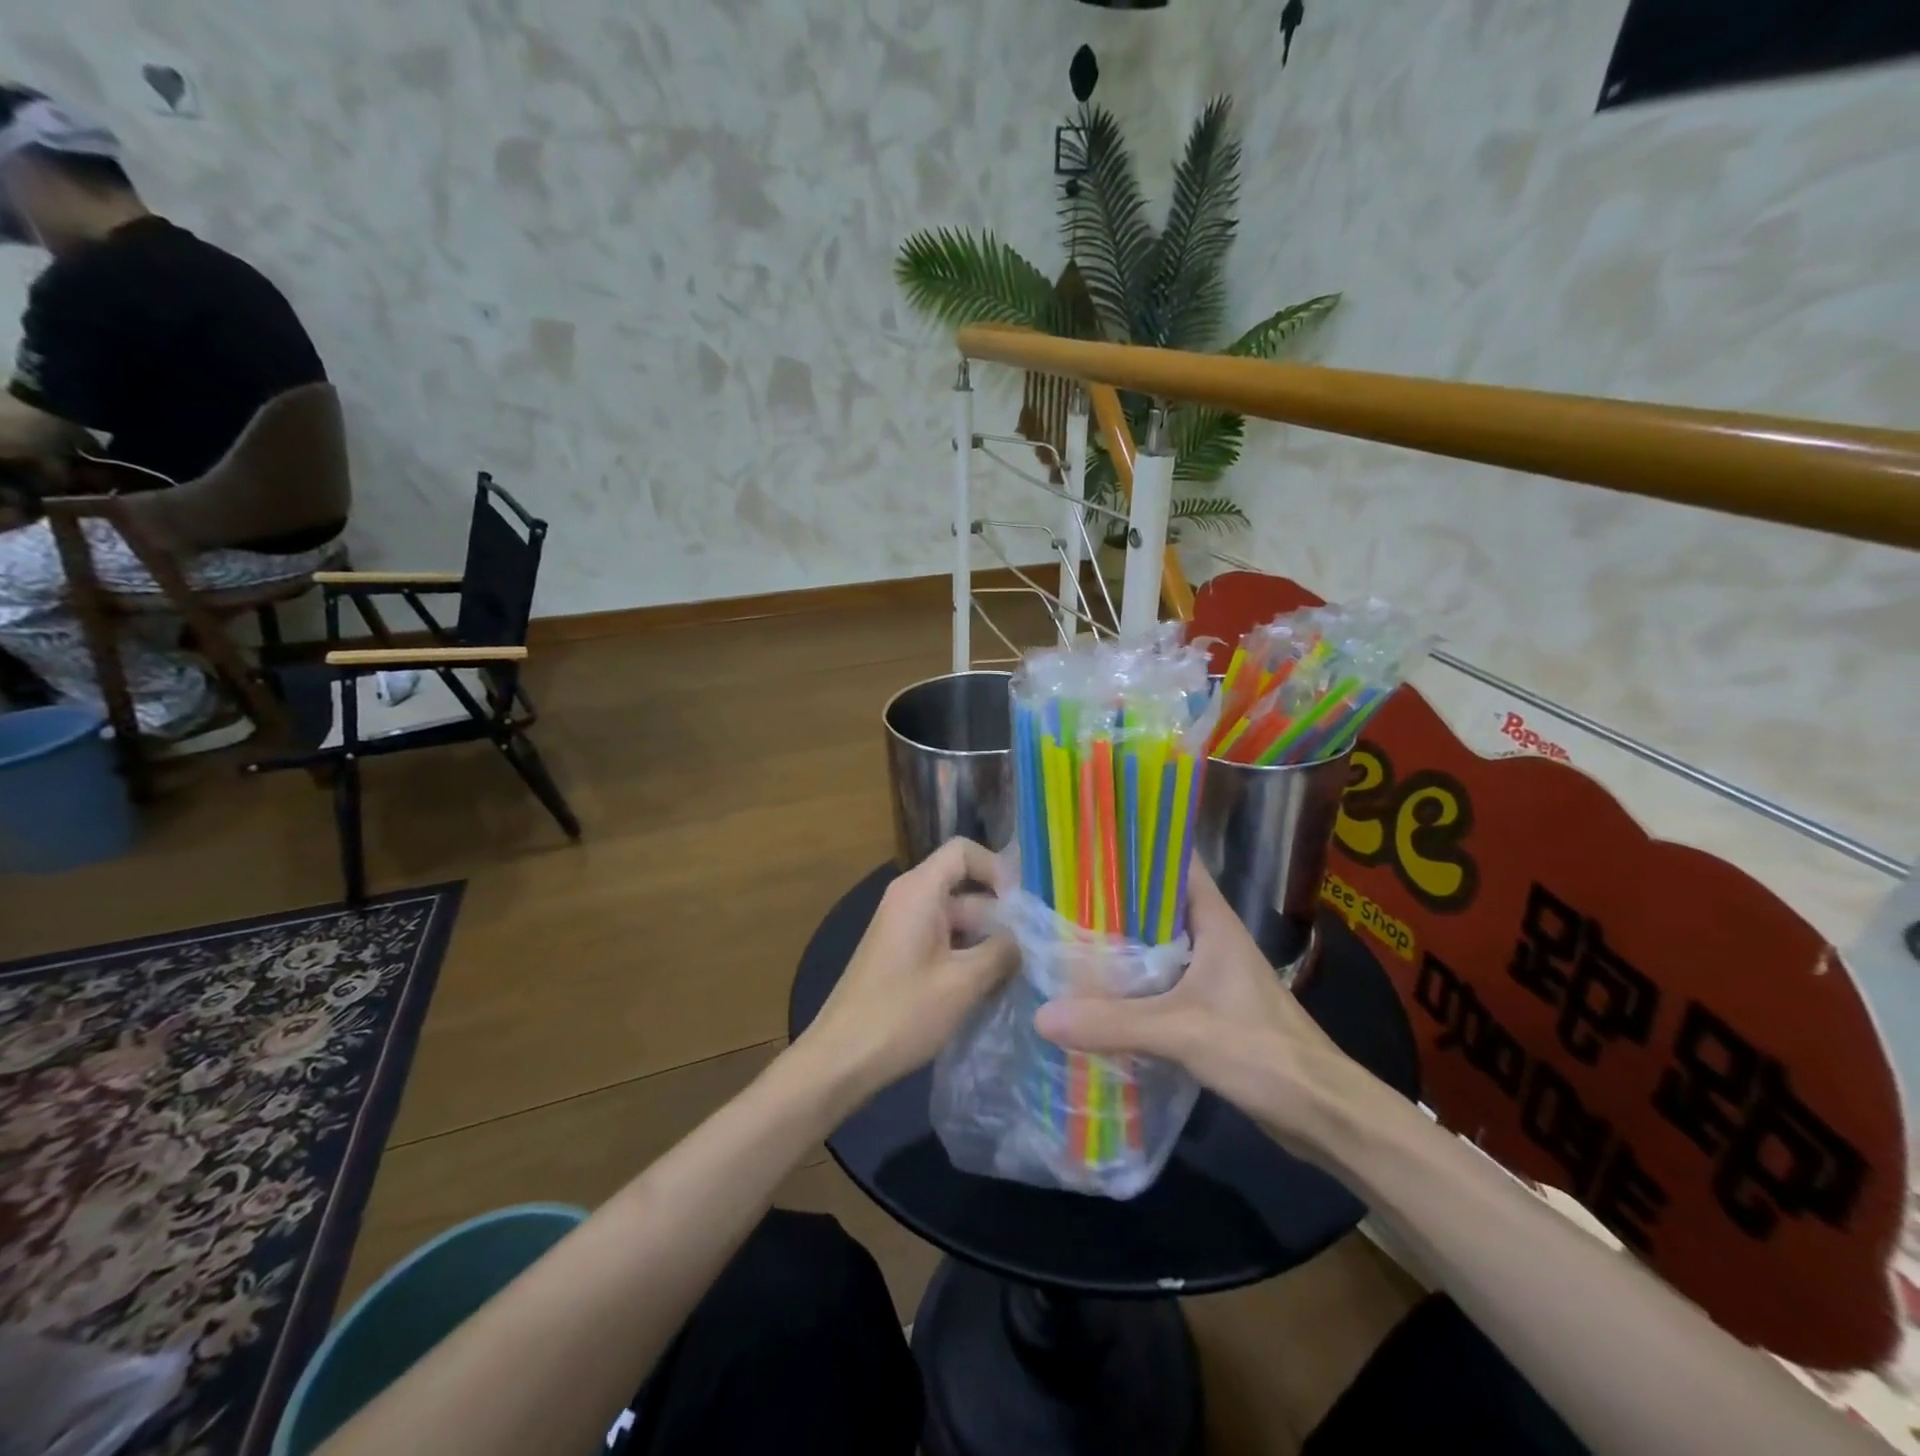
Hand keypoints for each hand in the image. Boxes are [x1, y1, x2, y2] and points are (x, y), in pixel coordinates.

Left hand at [796, 838, 1017, 1105]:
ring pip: (956, 917)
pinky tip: (989, 986)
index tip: (1022, 907)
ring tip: (1020, 971)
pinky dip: (967, 954)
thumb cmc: (902, 1014)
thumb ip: (1002, 951)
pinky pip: (942, 939)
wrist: (840, 1059)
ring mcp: (902, 927)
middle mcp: (909, 899)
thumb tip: (1025, 938)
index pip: (963, 851)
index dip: (997, 869)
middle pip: (964, 886)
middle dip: (1000, 913)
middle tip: (1034, 948)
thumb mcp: (963, 983)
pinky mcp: (900, 954)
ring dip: (987, 939)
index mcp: (919, 891)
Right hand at [1033, 865, 1388, 1156]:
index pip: (1174, 861)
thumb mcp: (1183, 1032)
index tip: (1087, 839)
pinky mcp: (1207, 1008)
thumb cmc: (1263, 1052)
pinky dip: (1129, 980)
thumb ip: (1114, 1022)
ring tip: (1064, 932)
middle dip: (1111, 895)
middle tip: (1057, 889)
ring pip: (1154, 943)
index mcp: (1213, 921)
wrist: (1323, 1114)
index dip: (1135, 844)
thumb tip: (1042, 1014)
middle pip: (1155, 902)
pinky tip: (1094, 989)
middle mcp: (1210, 938)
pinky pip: (1158, 981)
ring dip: (1118, 941)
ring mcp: (1210, 973)